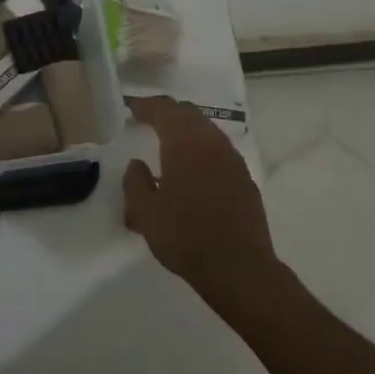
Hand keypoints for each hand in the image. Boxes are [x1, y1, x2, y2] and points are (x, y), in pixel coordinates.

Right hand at [123, 96, 279, 309]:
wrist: (239, 268)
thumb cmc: (186, 238)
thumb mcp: (146, 214)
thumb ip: (135, 182)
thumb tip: (136, 164)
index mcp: (184, 144)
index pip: (163, 109)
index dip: (145, 105)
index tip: (130, 109)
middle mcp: (211, 142)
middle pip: (188, 113)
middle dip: (166, 112)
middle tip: (147, 119)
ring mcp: (232, 159)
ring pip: (206, 129)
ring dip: (186, 128)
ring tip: (168, 141)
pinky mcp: (244, 177)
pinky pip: (219, 149)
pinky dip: (202, 147)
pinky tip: (193, 167)